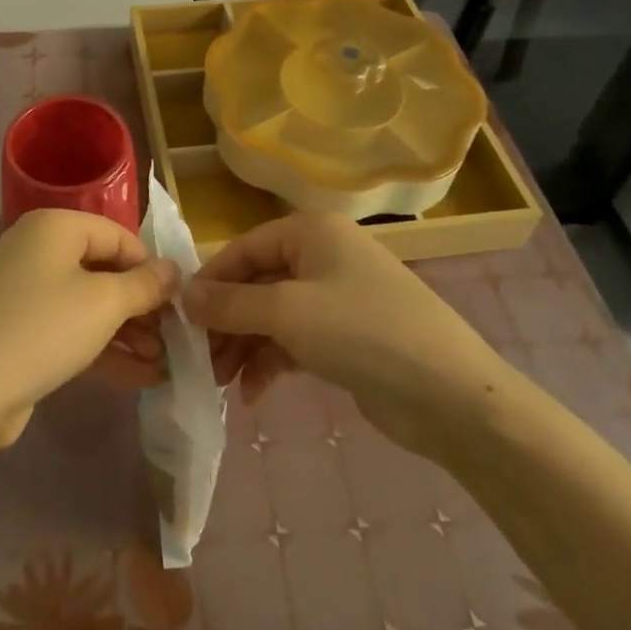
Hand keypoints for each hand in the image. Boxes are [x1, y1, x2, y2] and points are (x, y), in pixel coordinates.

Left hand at [0, 209, 178, 447]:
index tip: (177, 302)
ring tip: (162, 362)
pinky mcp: (19, 327)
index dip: (150, 267)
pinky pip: (69, 327)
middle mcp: (36, 248)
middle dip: (140, 306)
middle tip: (173, 337)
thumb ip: (145, 284)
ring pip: (88, 303)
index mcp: (54, 226)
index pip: (117, 235)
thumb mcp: (105, 304)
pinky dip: (101, 347)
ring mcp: (24, 289)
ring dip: (127, 332)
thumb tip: (174, 269)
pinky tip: (139, 377)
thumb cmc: (44, 329)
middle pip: (103, 269)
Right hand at [183, 213, 514, 455]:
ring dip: (244, 346)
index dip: (210, 282)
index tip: (180, 318)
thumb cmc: (362, 333)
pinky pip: (295, 340)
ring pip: (273, 315)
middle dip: (226, 322)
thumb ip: (230, 304)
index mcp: (312, 232)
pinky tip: (251, 394)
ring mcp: (337, 298)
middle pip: (257, 283)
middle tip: (198, 360)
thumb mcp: (286, 313)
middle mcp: (323, 256)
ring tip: (220, 383)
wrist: (450, 396)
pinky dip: (271, 362)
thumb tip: (183, 295)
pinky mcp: (346, 337)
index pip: (244, 249)